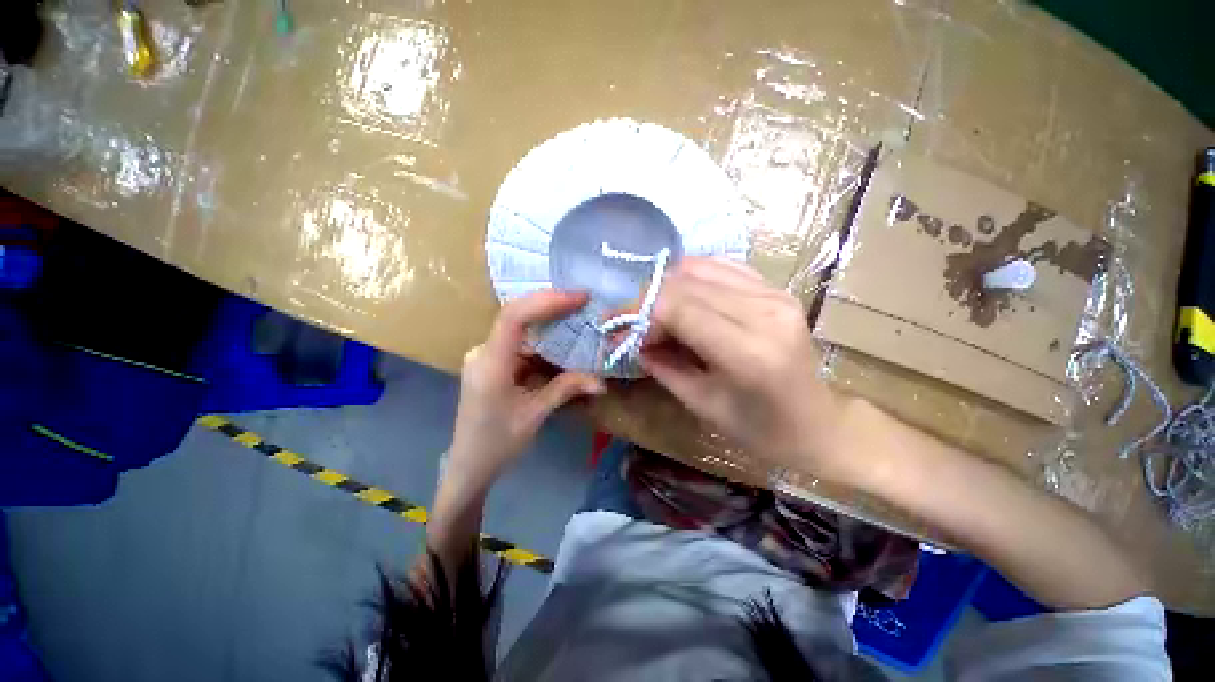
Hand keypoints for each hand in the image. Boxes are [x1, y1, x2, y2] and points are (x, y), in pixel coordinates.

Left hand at [447, 290, 605, 493]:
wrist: (468, 466)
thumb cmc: (497, 444)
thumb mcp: (535, 414)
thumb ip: (567, 389)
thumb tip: (602, 381)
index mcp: (490, 363)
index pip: (514, 317)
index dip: (547, 301)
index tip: (578, 298)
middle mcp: (483, 352)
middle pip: (516, 316)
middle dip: (551, 305)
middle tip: (583, 302)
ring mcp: (485, 356)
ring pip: (519, 329)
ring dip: (548, 324)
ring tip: (578, 318)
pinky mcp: (492, 363)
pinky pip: (519, 344)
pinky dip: (542, 342)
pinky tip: (561, 344)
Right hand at [641, 257, 847, 476]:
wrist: (819, 423)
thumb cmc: (760, 429)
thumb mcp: (702, 404)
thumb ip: (663, 366)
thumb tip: (632, 340)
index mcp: (748, 351)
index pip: (678, 308)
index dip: (640, 314)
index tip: (619, 331)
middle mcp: (764, 311)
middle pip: (686, 283)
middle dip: (648, 301)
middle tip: (632, 325)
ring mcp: (774, 294)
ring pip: (700, 269)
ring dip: (667, 288)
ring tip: (656, 314)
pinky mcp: (776, 289)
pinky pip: (722, 267)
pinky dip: (692, 278)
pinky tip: (682, 299)